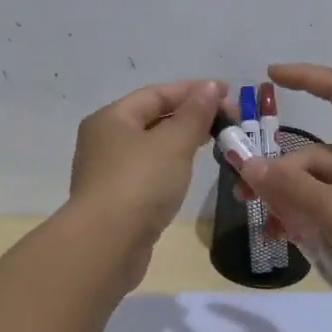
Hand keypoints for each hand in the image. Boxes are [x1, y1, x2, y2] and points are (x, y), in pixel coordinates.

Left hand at [69, 79, 226, 244]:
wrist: (107, 244)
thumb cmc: (140, 183)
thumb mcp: (174, 143)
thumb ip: (195, 113)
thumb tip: (211, 86)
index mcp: (111, 118)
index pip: (156, 94)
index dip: (193, 90)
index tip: (228, 92)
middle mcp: (104, 140)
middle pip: (151, 119)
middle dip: (189, 116)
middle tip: (227, 120)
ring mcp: (108, 173)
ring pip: (150, 147)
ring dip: (180, 141)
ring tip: (213, 142)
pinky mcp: (116, 201)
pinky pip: (148, 172)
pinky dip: (170, 166)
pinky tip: (187, 172)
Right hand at [235, 64, 331, 327]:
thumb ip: (290, 188)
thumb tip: (249, 165)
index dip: (305, 76)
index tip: (269, 77)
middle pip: (317, 154)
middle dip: (281, 175)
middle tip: (246, 201)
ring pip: (323, 186)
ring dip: (294, 204)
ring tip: (272, 231)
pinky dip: (315, 220)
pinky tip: (297, 243)